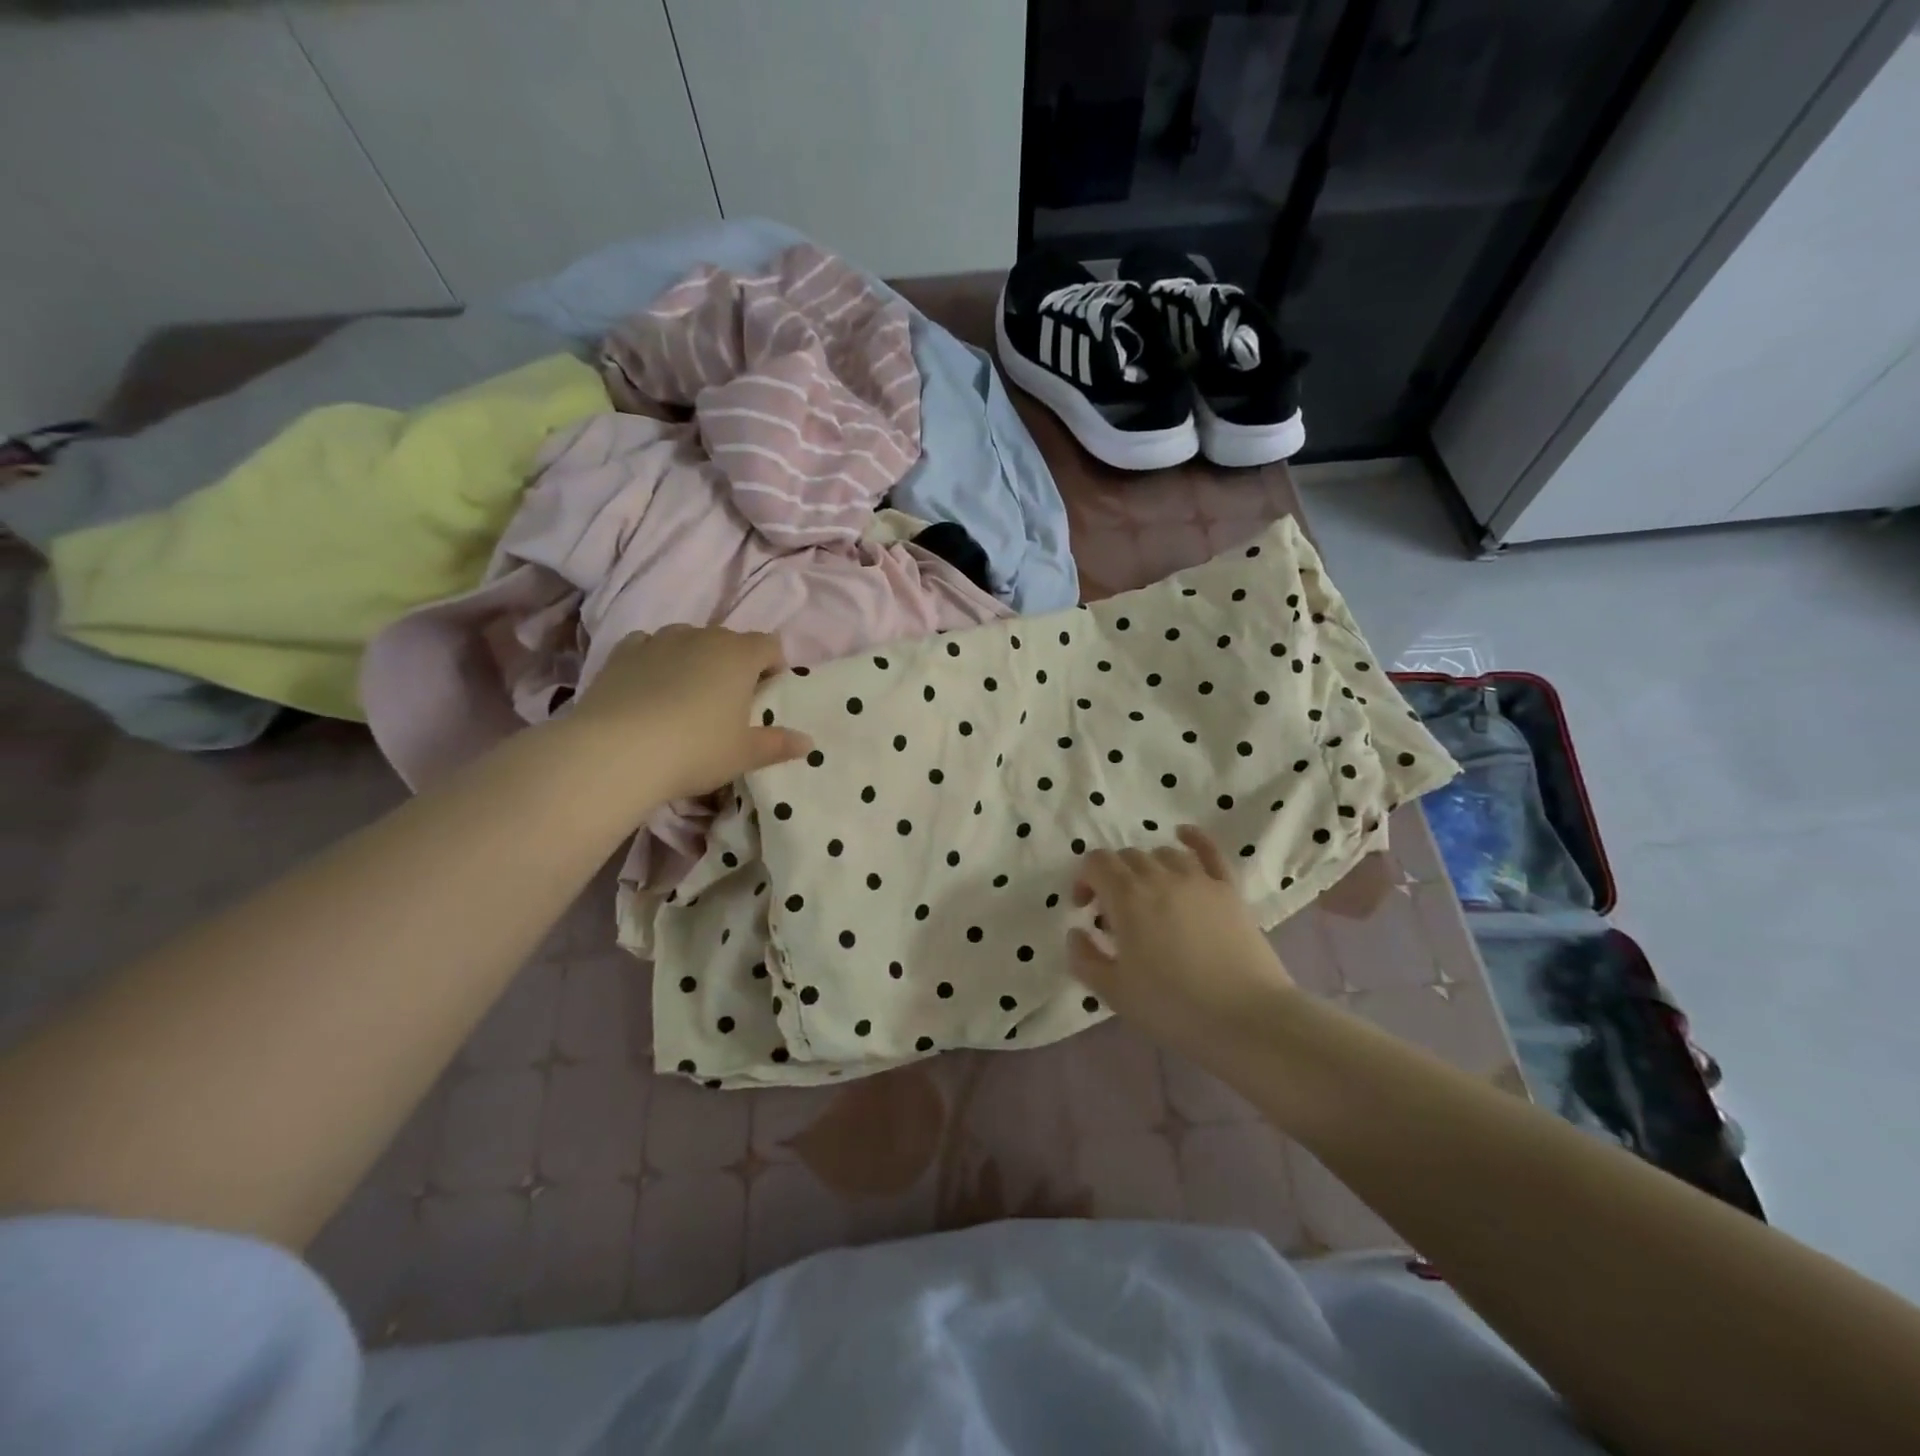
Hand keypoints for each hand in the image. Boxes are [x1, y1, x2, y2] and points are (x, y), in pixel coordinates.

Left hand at [566, 627, 812, 803]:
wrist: (616, 752)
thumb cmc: (696, 750)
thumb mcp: (744, 755)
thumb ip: (778, 745)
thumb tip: (808, 743)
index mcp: (739, 655)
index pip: (769, 645)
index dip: (773, 666)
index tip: (766, 695)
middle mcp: (701, 637)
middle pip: (728, 640)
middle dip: (734, 664)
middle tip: (728, 703)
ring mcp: (658, 640)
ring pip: (687, 640)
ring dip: (694, 660)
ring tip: (687, 695)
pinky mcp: (621, 653)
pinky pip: (648, 646)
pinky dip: (655, 660)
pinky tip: (650, 689)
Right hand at [1067, 827, 1294, 1060]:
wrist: (1247, 1020)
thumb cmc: (1173, 1007)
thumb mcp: (1113, 992)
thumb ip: (1084, 957)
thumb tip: (1077, 931)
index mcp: (1127, 897)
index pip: (1096, 863)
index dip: (1084, 879)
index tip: (1086, 909)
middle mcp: (1160, 877)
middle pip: (1127, 857)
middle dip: (1113, 877)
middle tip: (1116, 913)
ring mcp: (1199, 879)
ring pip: (1163, 853)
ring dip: (1147, 868)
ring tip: (1149, 896)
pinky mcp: (1229, 889)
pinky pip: (1209, 850)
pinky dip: (1192, 838)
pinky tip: (1183, 835)